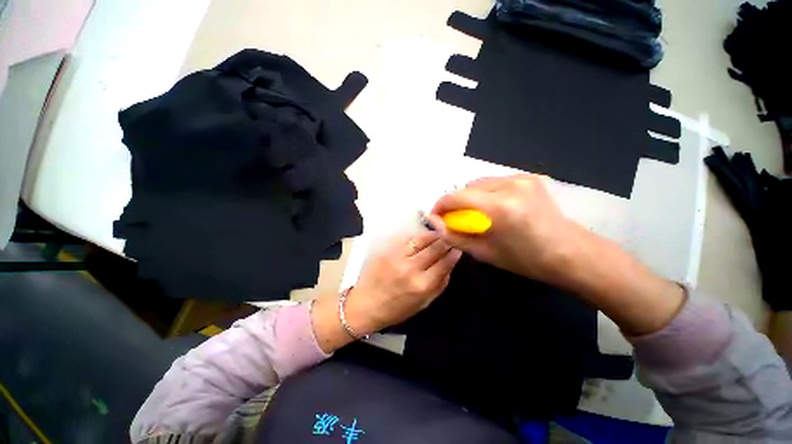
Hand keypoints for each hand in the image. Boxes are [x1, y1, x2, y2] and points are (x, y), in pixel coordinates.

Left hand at [346, 230, 461, 333]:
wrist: (366, 304)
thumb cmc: (396, 309)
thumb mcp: (423, 303)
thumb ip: (440, 285)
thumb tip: (450, 265)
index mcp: (422, 285)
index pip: (444, 263)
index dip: (454, 253)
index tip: (458, 247)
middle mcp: (411, 268)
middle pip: (435, 248)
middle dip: (446, 240)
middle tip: (451, 237)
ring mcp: (398, 256)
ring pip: (421, 239)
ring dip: (433, 235)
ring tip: (439, 233)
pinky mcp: (387, 250)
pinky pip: (407, 238)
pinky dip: (417, 236)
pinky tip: (422, 236)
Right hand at [430, 174, 684, 335]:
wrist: (571, 253)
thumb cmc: (526, 259)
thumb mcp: (483, 252)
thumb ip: (454, 235)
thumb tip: (434, 222)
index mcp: (500, 207)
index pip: (456, 197)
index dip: (440, 205)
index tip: (435, 216)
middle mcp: (510, 185)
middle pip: (467, 186)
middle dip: (455, 202)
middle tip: (455, 218)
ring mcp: (522, 178)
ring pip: (480, 182)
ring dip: (470, 196)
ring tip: (474, 213)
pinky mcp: (529, 178)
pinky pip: (496, 182)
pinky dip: (486, 192)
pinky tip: (492, 207)